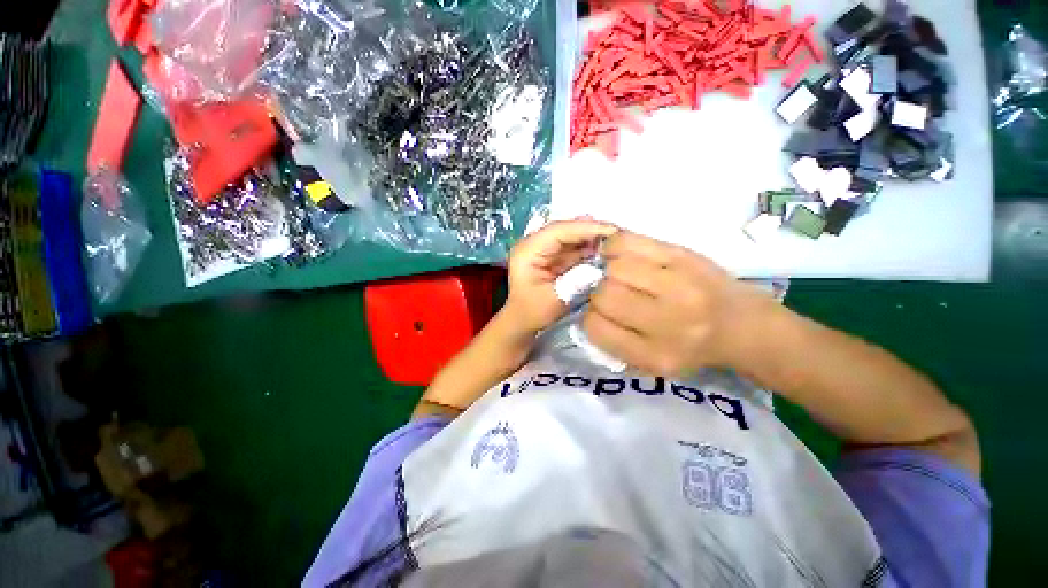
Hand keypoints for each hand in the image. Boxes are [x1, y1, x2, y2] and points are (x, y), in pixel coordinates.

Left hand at [504, 219, 618, 333]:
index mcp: (528, 251)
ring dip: (593, 238)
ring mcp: (544, 248)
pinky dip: (589, 248)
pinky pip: (573, 246)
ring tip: (616, 242)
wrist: (522, 320)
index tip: (613, 231)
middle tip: (619, 235)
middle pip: (566, 229)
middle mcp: (535, 243)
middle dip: (592, 230)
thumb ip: (575, 283)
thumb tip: (599, 268)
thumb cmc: (532, 312)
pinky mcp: (553, 255)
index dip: (586, 229)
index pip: (559, 231)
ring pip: (571, 236)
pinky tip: (605, 251)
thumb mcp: (553, 301)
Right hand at [583, 231, 777, 376]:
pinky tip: (620, 254)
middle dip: (600, 294)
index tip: (602, 315)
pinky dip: (615, 246)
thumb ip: (615, 344)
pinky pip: (630, 242)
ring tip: (621, 275)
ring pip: (614, 268)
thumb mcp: (652, 364)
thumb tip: (587, 312)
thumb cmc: (691, 347)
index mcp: (655, 354)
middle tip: (614, 294)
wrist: (742, 324)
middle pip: (604, 295)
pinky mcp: (683, 255)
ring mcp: (678, 283)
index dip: (592, 318)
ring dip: (609, 271)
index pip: (596, 327)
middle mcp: (668, 320)